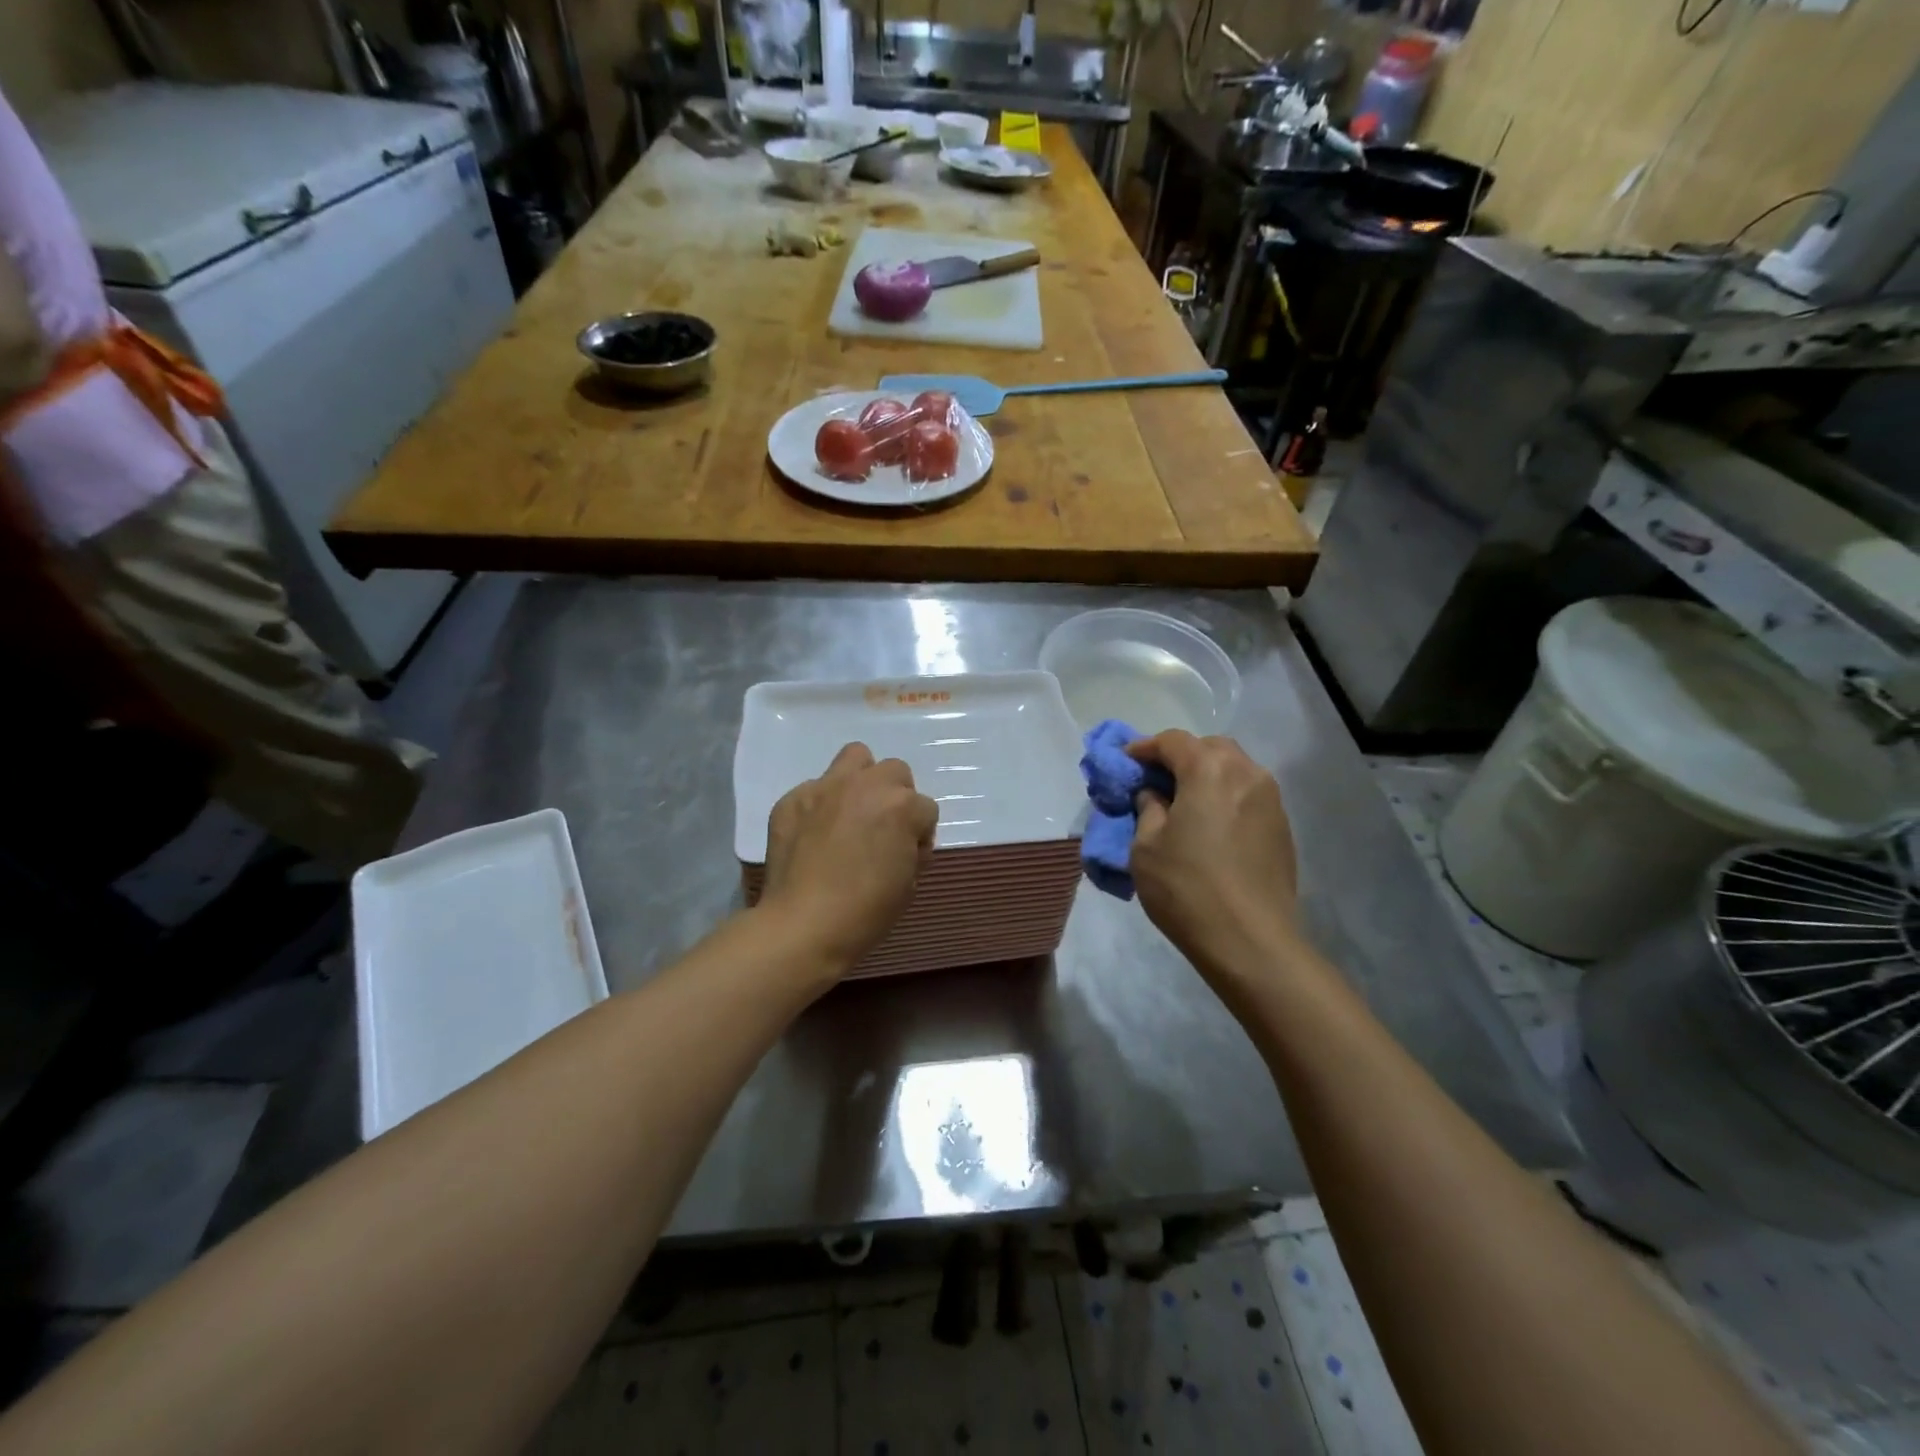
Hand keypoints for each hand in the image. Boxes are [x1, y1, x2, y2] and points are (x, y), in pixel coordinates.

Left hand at [759, 742, 938, 974]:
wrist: (804, 925)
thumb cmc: (866, 912)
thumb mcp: (909, 883)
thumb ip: (911, 847)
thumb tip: (900, 840)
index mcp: (902, 806)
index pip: (926, 809)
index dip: (919, 835)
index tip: (907, 858)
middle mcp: (866, 786)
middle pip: (895, 772)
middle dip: (895, 797)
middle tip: (882, 829)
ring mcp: (826, 788)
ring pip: (855, 757)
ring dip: (861, 780)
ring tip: (851, 812)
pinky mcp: (793, 799)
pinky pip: (815, 788)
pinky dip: (821, 806)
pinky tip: (814, 834)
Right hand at [1127, 731, 1300, 980]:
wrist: (1250, 941)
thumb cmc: (1187, 888)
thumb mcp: (1146, 847)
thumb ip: (1148, 809)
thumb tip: (1155, 795)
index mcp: (1209, 771)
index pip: (1173, 741)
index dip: (1145, 747)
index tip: (1126, 761)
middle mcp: (1247, 774)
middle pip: (1210, 748)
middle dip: (1181, 756)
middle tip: (1156, 779)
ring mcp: (1271, 801)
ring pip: (1235, 770)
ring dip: (1207, 776)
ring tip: (1184, 801)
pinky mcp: (1282, 828)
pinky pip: (1249, 796)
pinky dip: (1226, 797)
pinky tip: (1210, 824)